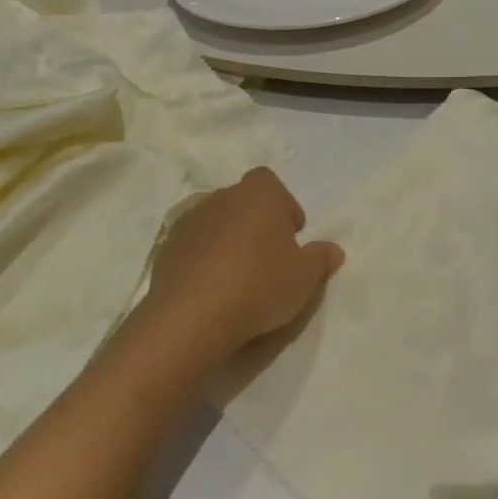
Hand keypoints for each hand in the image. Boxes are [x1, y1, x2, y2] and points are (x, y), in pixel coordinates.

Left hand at [137, 168, 343, 363]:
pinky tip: (211, 289)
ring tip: (237, 276)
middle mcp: (221, 198)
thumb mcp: (305, 278)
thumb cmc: (259, 285)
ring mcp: (189, 223)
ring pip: (215, 223)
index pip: (269, 181)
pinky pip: (191, 247)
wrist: (192, 317)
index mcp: (258, 195)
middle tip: (267, 257)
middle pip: (241, 201)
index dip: (281, 204)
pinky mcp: (165, 250)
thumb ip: (320, 259)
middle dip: (254, 222)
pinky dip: (201, 260)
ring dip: (226, 240)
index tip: (290, 234)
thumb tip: (333, 250)